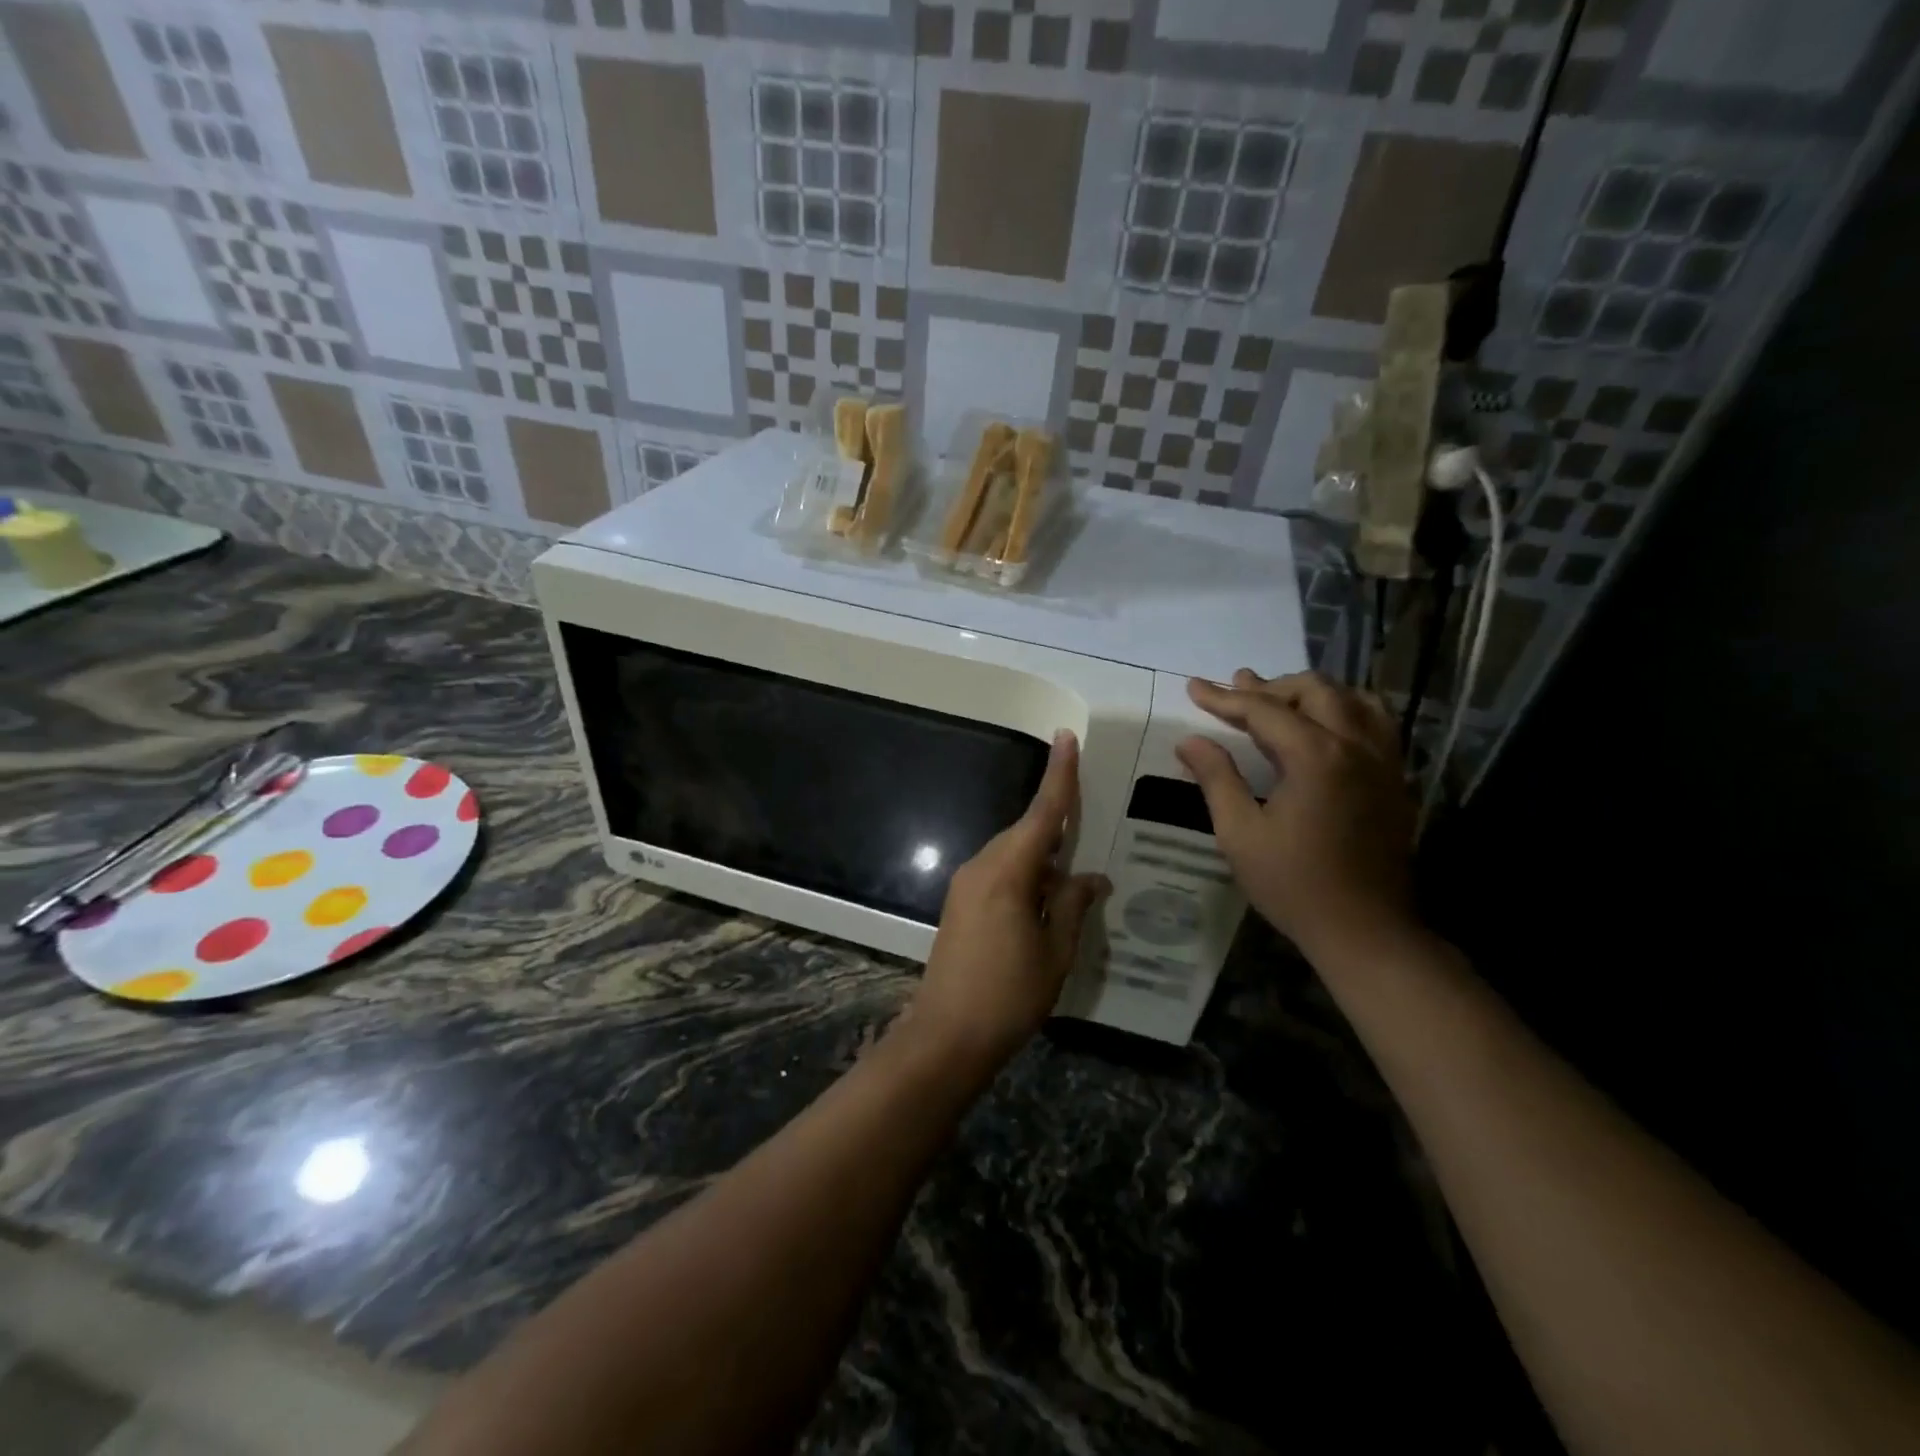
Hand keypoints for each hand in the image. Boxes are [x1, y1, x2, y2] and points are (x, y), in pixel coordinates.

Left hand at [903, 731, 1109, 1073]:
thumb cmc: (1008, 995)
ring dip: (1043, 857)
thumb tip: (1091, 877)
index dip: (1058, 776)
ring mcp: (966, 884)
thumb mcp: (1055, 953)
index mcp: (1008, 872)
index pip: (1041, 814)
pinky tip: (1047, 898)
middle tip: (1091, 826)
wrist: (946, 1036)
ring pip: (1012, 853)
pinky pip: (1000, 872)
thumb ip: (1073, 906)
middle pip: (1026, 832)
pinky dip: (1026, 874)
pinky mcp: (960, 903)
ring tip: (1075, 874)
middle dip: (1057, 827)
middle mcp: (982, 867)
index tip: (1066, 737)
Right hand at [1175, 671, 1416, 959]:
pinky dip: (1347, 711)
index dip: (1224, 698)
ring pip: (1354, 699)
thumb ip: (1217, 778)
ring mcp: (1384, 761)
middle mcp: (1356, 746)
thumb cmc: (1294, 885)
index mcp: (1316, 756)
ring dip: (1313, 693)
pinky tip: (1327, 728)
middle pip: (1315, 691)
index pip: (1263, 710)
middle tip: (1236, 691)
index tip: (1194, 687)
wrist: (1365, 930)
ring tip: (1282, 701)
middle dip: (1270, 686)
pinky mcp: (1396, 781)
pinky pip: (1377, 724)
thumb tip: (1190, 740)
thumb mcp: (1240, 834)